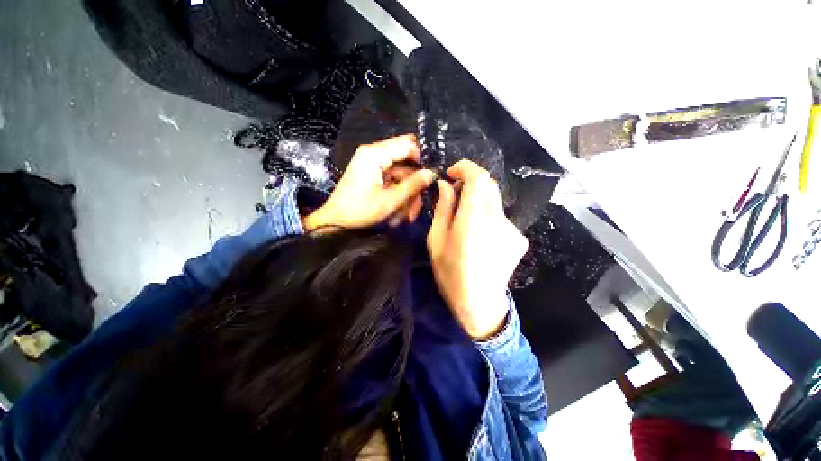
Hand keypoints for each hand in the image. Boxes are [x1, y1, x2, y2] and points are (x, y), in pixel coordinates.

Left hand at [304, 135, 435, 230]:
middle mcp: (374, 153)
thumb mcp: (389, 201)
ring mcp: (373, 164)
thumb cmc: (360, 211)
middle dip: (414, 182)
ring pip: (401, 172)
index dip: (421, 160)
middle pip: (406, 160)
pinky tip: (400, 211)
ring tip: (408, 214)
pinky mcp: (373, 173)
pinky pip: (393, 179)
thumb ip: (412, 185)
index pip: (408, 145)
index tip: (429, 179)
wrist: (336, 221)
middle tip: (417, 202)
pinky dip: (399, 193)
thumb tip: (431, 173)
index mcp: (375, 154)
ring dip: (407, 192)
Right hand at [427, 160, 528, 338]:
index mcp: (472, 221)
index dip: (466, 168)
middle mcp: (497, 220)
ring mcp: (512, 229)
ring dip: (477, 202)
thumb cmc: (451, 274)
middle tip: (454, 197)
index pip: (479, 178)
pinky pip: (500, 217)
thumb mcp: (436, 241)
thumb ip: (443, 209)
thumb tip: (445, 185)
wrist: (480, 304)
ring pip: (494, 201)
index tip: (452, 173)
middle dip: (470, 184)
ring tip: (465, 224)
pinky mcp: (519, 238)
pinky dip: (487, 218)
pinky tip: (480, 238)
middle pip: (488, 185)